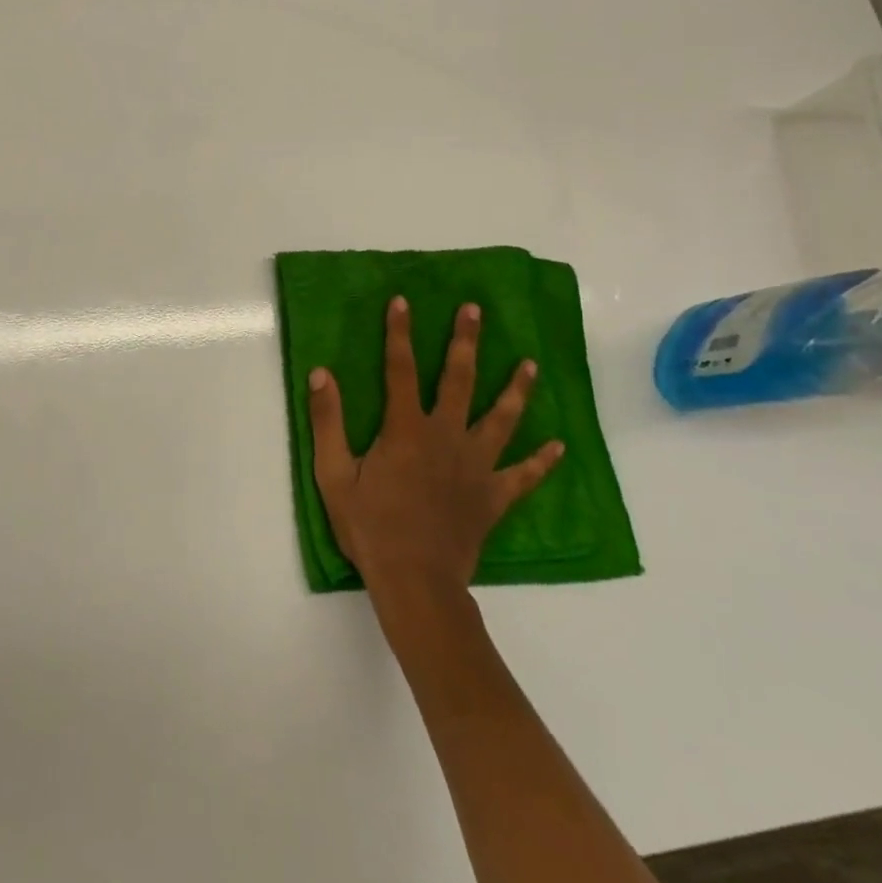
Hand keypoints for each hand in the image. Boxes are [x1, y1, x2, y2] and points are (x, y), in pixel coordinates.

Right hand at [311, 296, 562, 597]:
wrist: (414, 582)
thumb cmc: (370, 526)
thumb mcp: (334, 473)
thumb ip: (328, 421)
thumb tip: (322, 373)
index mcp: (406, 428)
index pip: (400, 368)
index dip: (400, 332)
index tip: (403, 300)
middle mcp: (446, 436)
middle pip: (459, 379)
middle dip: (465, 341)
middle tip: (475, 310)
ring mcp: (476, 465)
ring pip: (501, 419)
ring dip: (516, 389)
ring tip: (531, 364)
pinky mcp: (494, 496)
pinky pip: (523, 475)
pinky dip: (542, 461)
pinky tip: (559, 446)